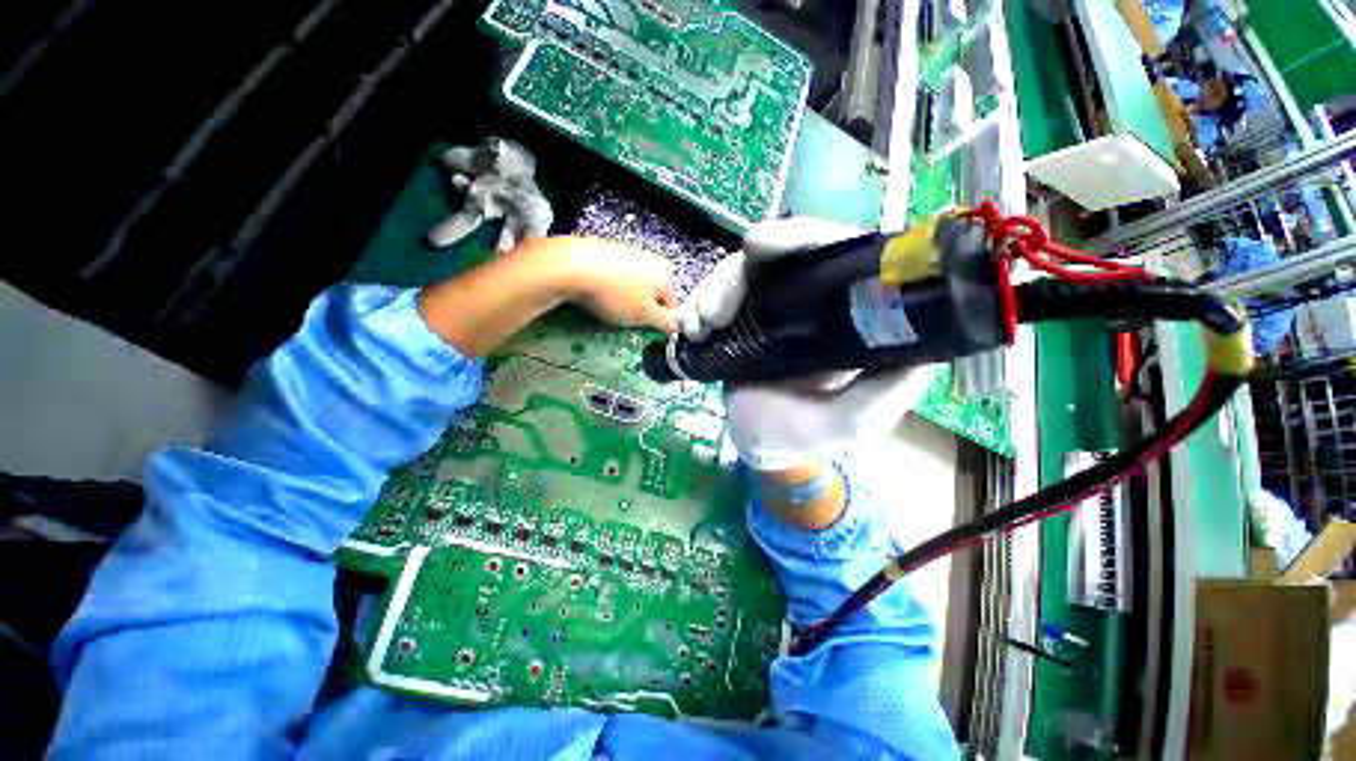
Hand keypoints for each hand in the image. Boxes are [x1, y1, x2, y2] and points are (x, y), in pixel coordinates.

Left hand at [420, 236, 675, 356]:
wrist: (561, 264)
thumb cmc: (609, 292)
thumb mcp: (642, 313)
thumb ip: (665, 322)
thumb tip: (678, 331)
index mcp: (662, 271)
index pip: (674, 303)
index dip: (662, 322)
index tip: (649, 335)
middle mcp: (645, 257)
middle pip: (654, 292)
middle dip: (644, 310)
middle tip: (627, 324)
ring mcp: (621, 251)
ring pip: (633, 285)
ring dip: (627, 301)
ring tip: (609, 311)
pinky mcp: (599, 250)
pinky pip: (615, 276)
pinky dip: (610, 290)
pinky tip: (596, 297)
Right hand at [679, 218, 934, 471]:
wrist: (757, 441)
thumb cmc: (802, 433)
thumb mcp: (850, 421)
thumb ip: (882, 395)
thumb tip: (917, 351)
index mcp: (848, 312)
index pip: (838, 252)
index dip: (804, 239)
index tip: (761, 248)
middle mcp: (813, 297)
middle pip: (781, 254)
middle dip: (739, 274)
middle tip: (714, 311)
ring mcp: (773, 303)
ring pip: (742, 271)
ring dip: (713, 293)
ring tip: (697, 328)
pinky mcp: (743, 314)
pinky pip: (718, 294)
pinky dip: (698, 305)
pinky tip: (688, 328)